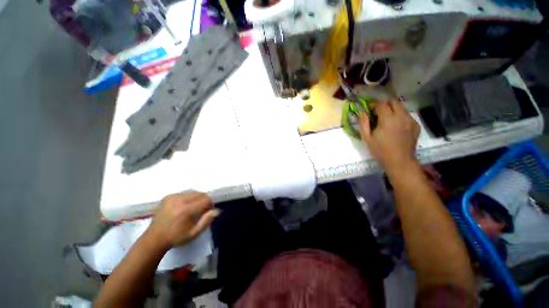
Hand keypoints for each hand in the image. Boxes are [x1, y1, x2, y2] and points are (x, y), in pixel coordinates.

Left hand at [147, 192, 219, 249]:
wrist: (154, 238)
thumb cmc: (176, 237)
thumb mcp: (194, 233)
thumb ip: (206, 221)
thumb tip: (217, 210)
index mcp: (185, 210)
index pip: (206, 200)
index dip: (210, 205)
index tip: (207, 212)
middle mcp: (179, 200)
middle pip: (200, 194)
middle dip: (204, 200)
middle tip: (201, 210)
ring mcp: (172, 197)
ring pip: (193, 192)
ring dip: (197, 198)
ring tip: (193, 208)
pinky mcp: (168, 196)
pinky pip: (185, 193)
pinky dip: (189, 198)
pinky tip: (184, 206)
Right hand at [359, 99, 419, 173]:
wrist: (399, 161)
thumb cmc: (380, 150)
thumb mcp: (367, 138)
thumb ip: (363, 123)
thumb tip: (362, 112)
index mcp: (388, 119)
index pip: (381, 104)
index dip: (374, 104)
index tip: (369, 108)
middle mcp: (401, 116)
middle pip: (394, 101)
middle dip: (385, 104)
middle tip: (379, 112)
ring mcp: (410, 120)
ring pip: (402, 107)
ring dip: (393, 109)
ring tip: (388, 119)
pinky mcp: (416, 125)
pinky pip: (407, 115)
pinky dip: (400, 116)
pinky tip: (396, 126)